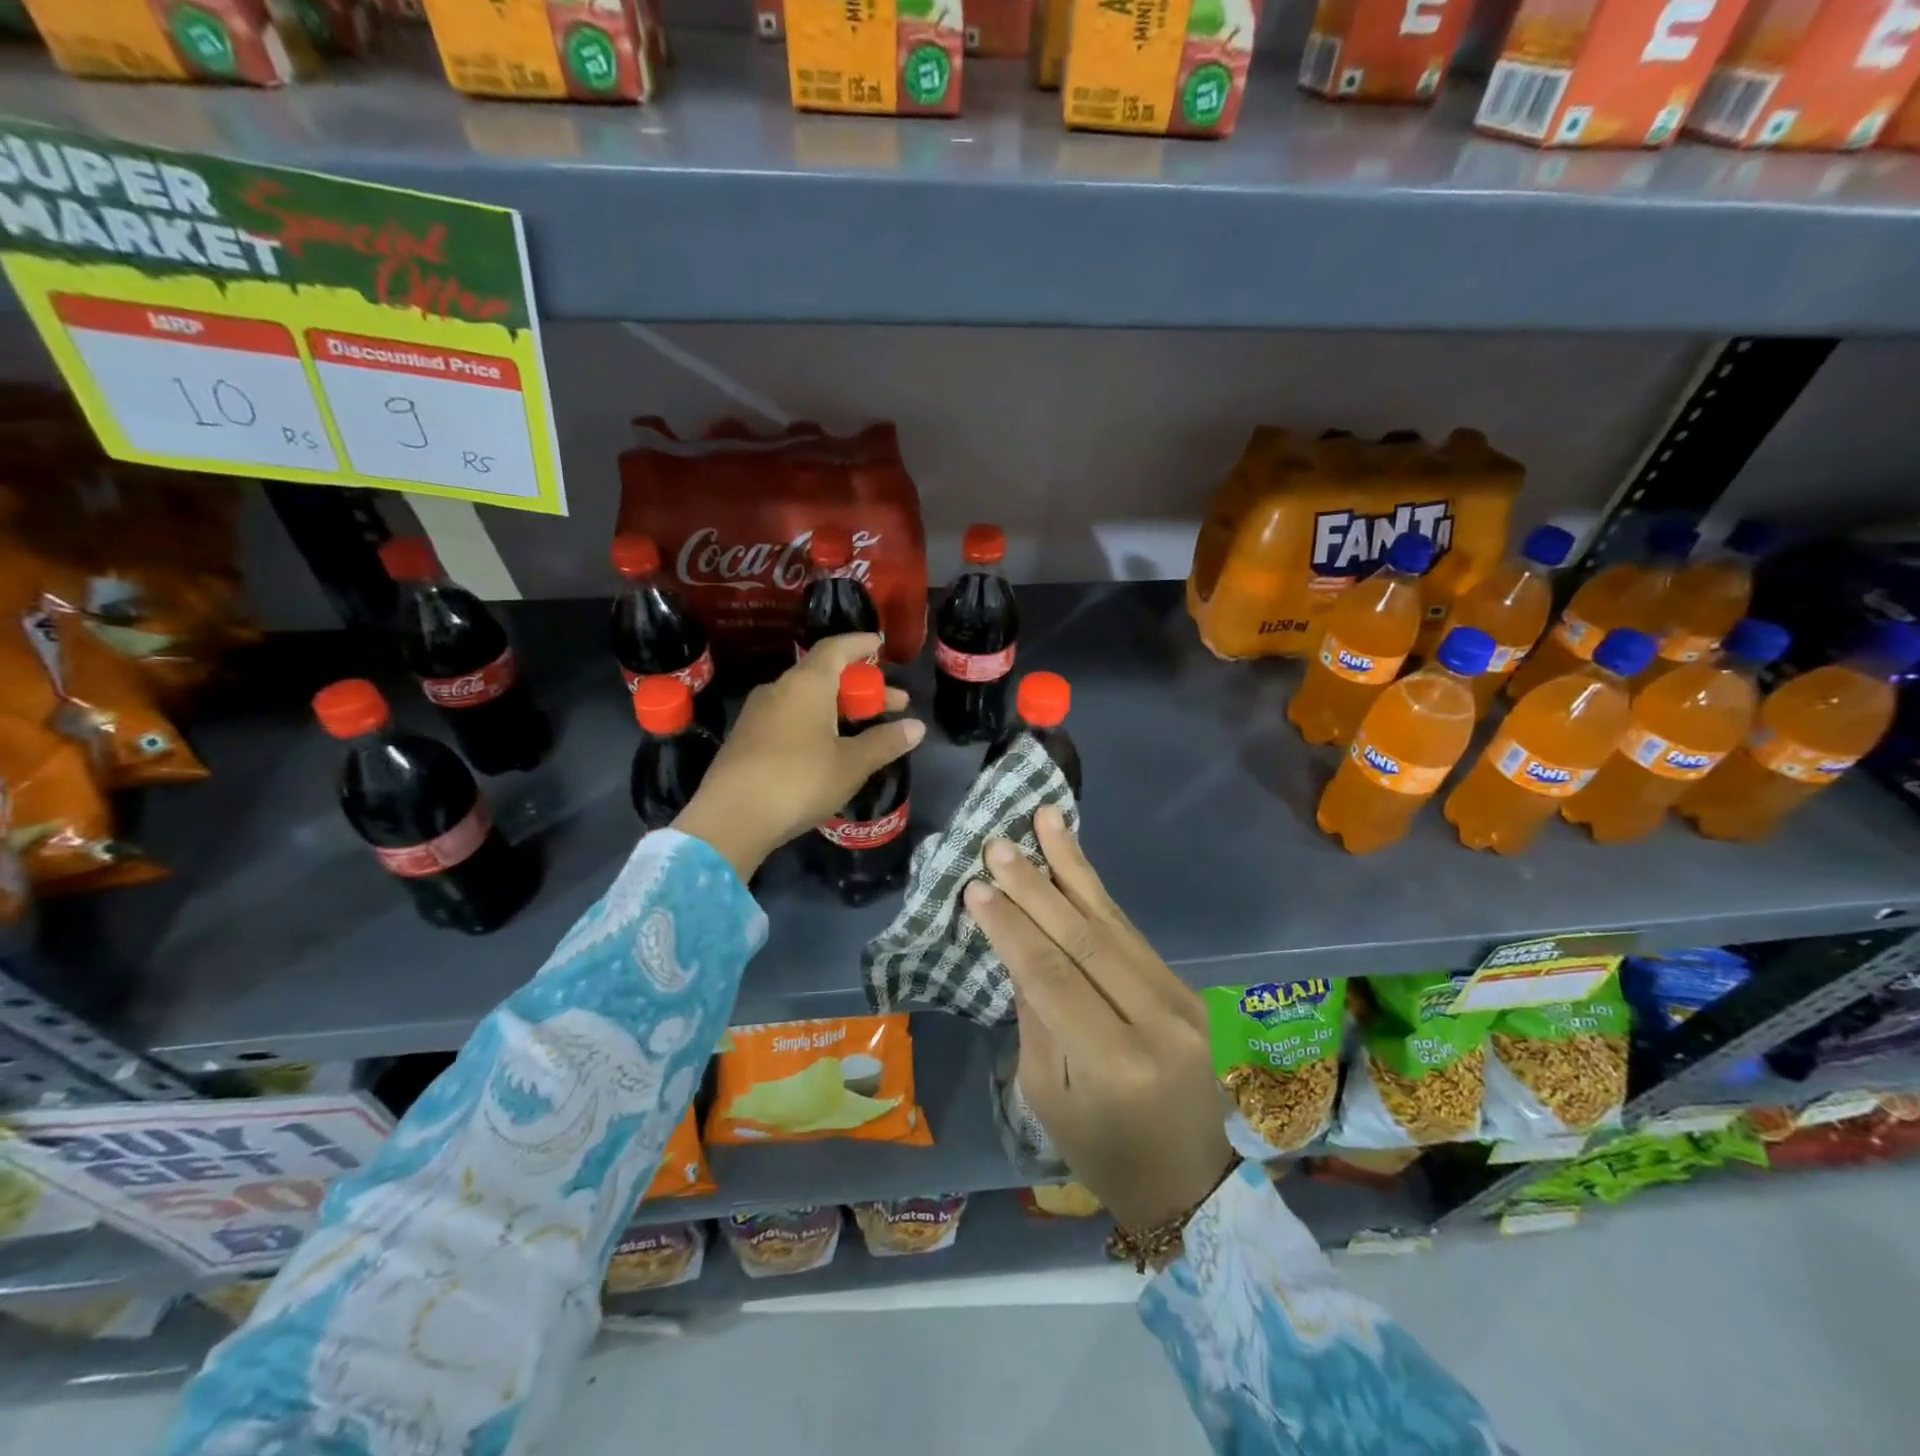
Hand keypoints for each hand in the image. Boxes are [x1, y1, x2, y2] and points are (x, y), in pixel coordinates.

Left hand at [673, 633, 923, 880]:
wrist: (730, 819)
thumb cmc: (799, 781)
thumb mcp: (851, 764)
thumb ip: (884, 742)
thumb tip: (917, 727)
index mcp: (806, 684)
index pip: (836, 648)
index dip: (860, 645)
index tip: (880, 646)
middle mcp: (779, 689)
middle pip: (825, 675)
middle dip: (862, 688)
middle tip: (894, 704)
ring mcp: (757, 714)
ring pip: (806, 699)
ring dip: (839, 707)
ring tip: (864, 728)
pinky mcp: (746, 740)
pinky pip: (789, 718)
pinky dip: (816, 722)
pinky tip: (828, 748)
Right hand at [964, 807, 1234, 1231]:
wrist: (1195, 1182)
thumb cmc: (1105, 1154)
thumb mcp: (1049, 1099)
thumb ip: (1035, 1019)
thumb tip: (1017, 947)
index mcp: (1115, 1064)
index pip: (1052, 979)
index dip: (1011, 930)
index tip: (975, 888)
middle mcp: (1157, 1022)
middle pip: (1086, 939)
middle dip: (1036, 886)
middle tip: (999, 844)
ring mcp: (1183, 1000)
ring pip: (1115, 922)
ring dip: (1073, 867)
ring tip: (1045, 819)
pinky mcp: (1190, 988)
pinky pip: (1133, 933)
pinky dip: (1099, 893)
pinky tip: (1075, 861)